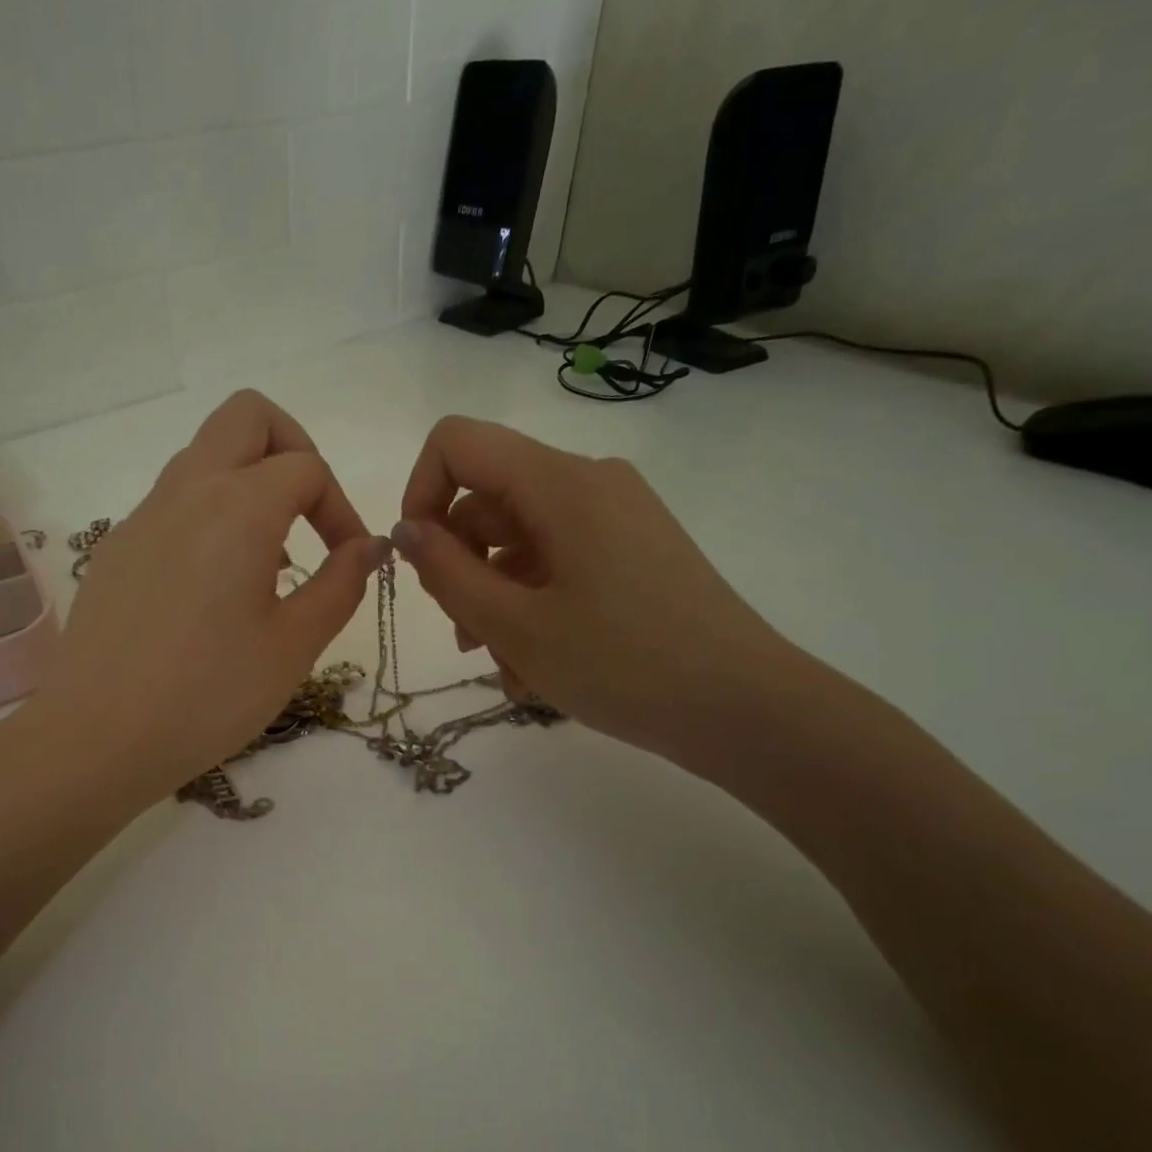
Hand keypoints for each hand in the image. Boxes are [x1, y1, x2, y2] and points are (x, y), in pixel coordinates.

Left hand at [29, 390, 388, 800]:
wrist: (97, 736)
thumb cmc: (208, 694)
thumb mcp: (293, 645)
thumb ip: (340, 584)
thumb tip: (368, 546)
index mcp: (237, 507)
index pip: (306, 466)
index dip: (341, 507)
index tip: (348, 560)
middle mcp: (186, 491)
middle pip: (246, 416)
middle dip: (292, 447)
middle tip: (308, 512)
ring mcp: (142, 516)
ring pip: (204, 456)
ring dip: (248, 483)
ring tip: (266, 562)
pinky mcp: (117, 547)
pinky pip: (173, 501)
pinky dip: (209, 515)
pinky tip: (214, 588)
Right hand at [392, 416, 791, 769]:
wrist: (746, 709)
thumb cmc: (623, 665)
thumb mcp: (514, 626)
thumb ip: (446, 572)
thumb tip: (405, 530)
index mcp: (560, 483)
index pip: (457, 443)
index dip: (420, 494)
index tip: (421, 562)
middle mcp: (589, 483)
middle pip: (487, 500)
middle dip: (460, 566)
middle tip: (466, 637)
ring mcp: (615, 516)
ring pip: (518, 539)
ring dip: (493, 597)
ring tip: (505, 667)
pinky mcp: (631, 549)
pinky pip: (556, 559)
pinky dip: (531, 603)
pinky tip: (535, 665)